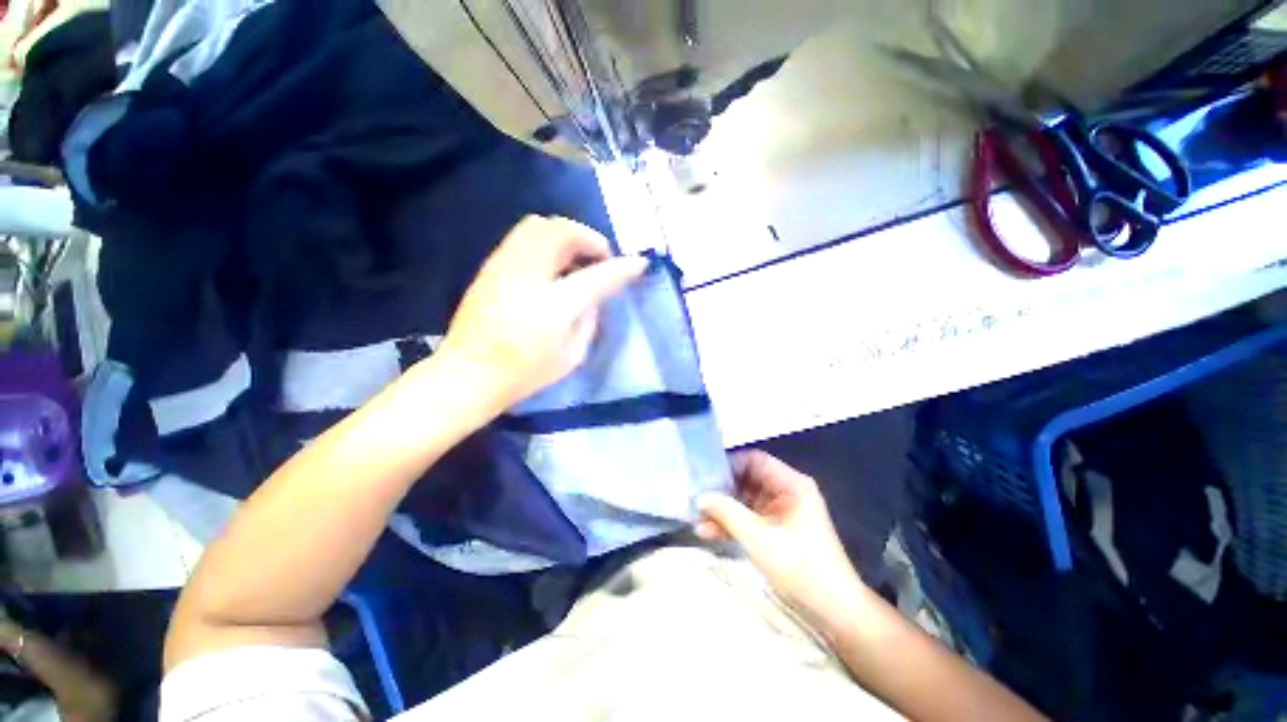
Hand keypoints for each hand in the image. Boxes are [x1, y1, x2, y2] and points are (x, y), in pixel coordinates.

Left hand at [436, 215, 647, 412]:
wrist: (468, 374)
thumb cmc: (525, 373)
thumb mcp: (572, 355)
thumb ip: (589, 319)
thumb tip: (594, 296)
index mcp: (553, 305)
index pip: (597, 276)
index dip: (623, 267)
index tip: (639, 263)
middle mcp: (527, 275)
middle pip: (562, 231)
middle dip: (589, 238)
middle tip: (599, 258)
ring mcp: (504, 266)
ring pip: (539, 224)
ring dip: (566, 235)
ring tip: (575, 259)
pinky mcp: (490, 266)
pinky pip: (523, 237)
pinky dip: (546, 241)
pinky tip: (551, 266)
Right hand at [697, 450, 867, 629]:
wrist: (835, 612)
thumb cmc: (801, 567)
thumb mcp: (758, 537)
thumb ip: (727, 512)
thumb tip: (700, 496)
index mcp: (791, 484)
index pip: (755, 461)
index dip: (729, 465)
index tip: (704, 474)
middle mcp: (787, 493)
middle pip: (748, 481)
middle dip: (721, 491)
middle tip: (695, 497)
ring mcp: (782, 513)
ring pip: (746, 502)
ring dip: (723, 511)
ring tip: (696, 519)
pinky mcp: (777, 531)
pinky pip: (750, 520)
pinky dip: (732, 525)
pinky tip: (708, 533)